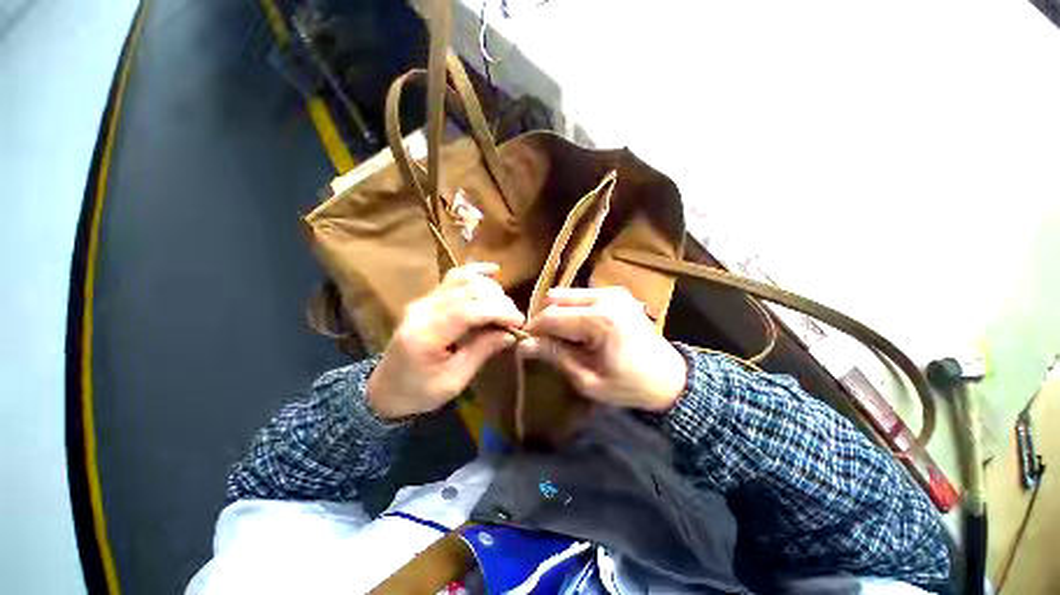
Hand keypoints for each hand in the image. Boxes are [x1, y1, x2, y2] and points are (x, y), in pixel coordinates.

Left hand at [366, 263, 524, 419]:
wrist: (385, 389)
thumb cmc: (419, 392)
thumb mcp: (454, 381)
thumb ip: (482, 351)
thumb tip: (510, 333)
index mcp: (425, 335)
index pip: (467, 311)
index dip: (498, 311)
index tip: (519, 322)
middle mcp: (422, 310)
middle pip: (468, 291)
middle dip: (499, 301)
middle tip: (514, 319)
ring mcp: (423, 300)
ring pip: (463, 279)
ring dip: (491, 289)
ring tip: (505, 306)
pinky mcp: (427, 298)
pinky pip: (454, 278)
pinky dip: (476, 272)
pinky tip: (493, 270)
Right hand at [519, 287, 686, 412]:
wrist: (669, 378)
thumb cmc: (628, 385)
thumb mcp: (587, 380)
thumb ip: (555, 356)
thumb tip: (523, 345)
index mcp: (600, 320)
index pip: (550, 316)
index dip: (534, 330)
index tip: (528, 345)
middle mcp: (605, 297)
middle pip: (555, 298)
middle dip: (545, 319)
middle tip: (548, 342)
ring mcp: (612, 291)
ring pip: (566, 293)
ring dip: (559, 313)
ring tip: (566, 336)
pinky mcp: (616, 292)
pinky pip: (581, 295)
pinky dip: (573, 309)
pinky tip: (581, 328)